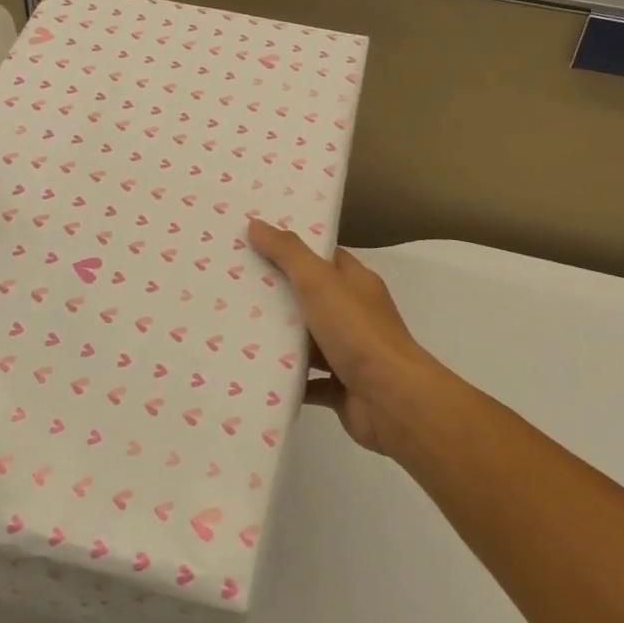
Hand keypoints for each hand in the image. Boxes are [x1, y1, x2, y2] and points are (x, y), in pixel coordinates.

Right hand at [247, 218, 451, 457]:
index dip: (291, 248)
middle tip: (231, 284)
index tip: (254, 243)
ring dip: (277, 337)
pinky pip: (306, 379)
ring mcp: (348, 352)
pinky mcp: (340, 387)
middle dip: (276, 293)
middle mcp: (354, 314)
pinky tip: (253, 370)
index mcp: (355, 283)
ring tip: (232, 326)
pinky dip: (284, 376)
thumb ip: (288, 253)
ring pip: (306, 340)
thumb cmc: (357, 331)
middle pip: (310, 298)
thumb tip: (256, 223)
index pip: (322, 257)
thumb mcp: (319, 281)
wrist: (391, 399)